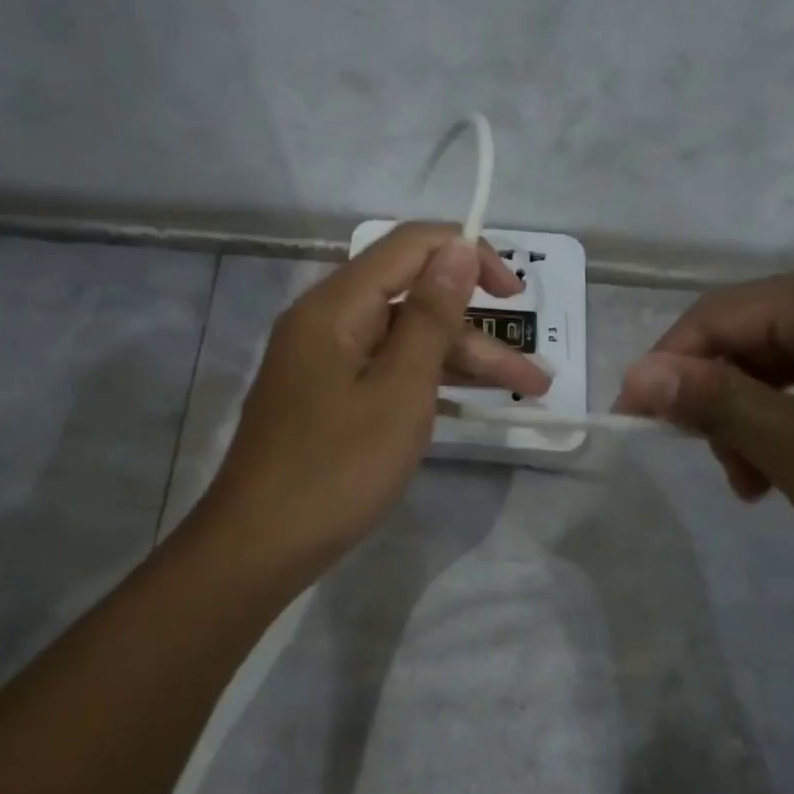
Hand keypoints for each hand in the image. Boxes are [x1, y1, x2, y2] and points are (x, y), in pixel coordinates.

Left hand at [195, 223, 549, 578]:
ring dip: (462, 364)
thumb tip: (456, 246)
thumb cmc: (336, 469)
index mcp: (336, 306)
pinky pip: (386, 372)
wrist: (259, 546)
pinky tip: (470, 404)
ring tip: (526, 393)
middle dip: (478, 333)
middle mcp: (327, 321)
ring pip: (405, 343)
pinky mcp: (328, 397)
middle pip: (413, 302)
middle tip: (534, 377)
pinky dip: (428, 384)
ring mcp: (326, 362)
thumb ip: (431, 317)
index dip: (467, 255)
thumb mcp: (399, 391)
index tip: (514, 295)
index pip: (410, 246)